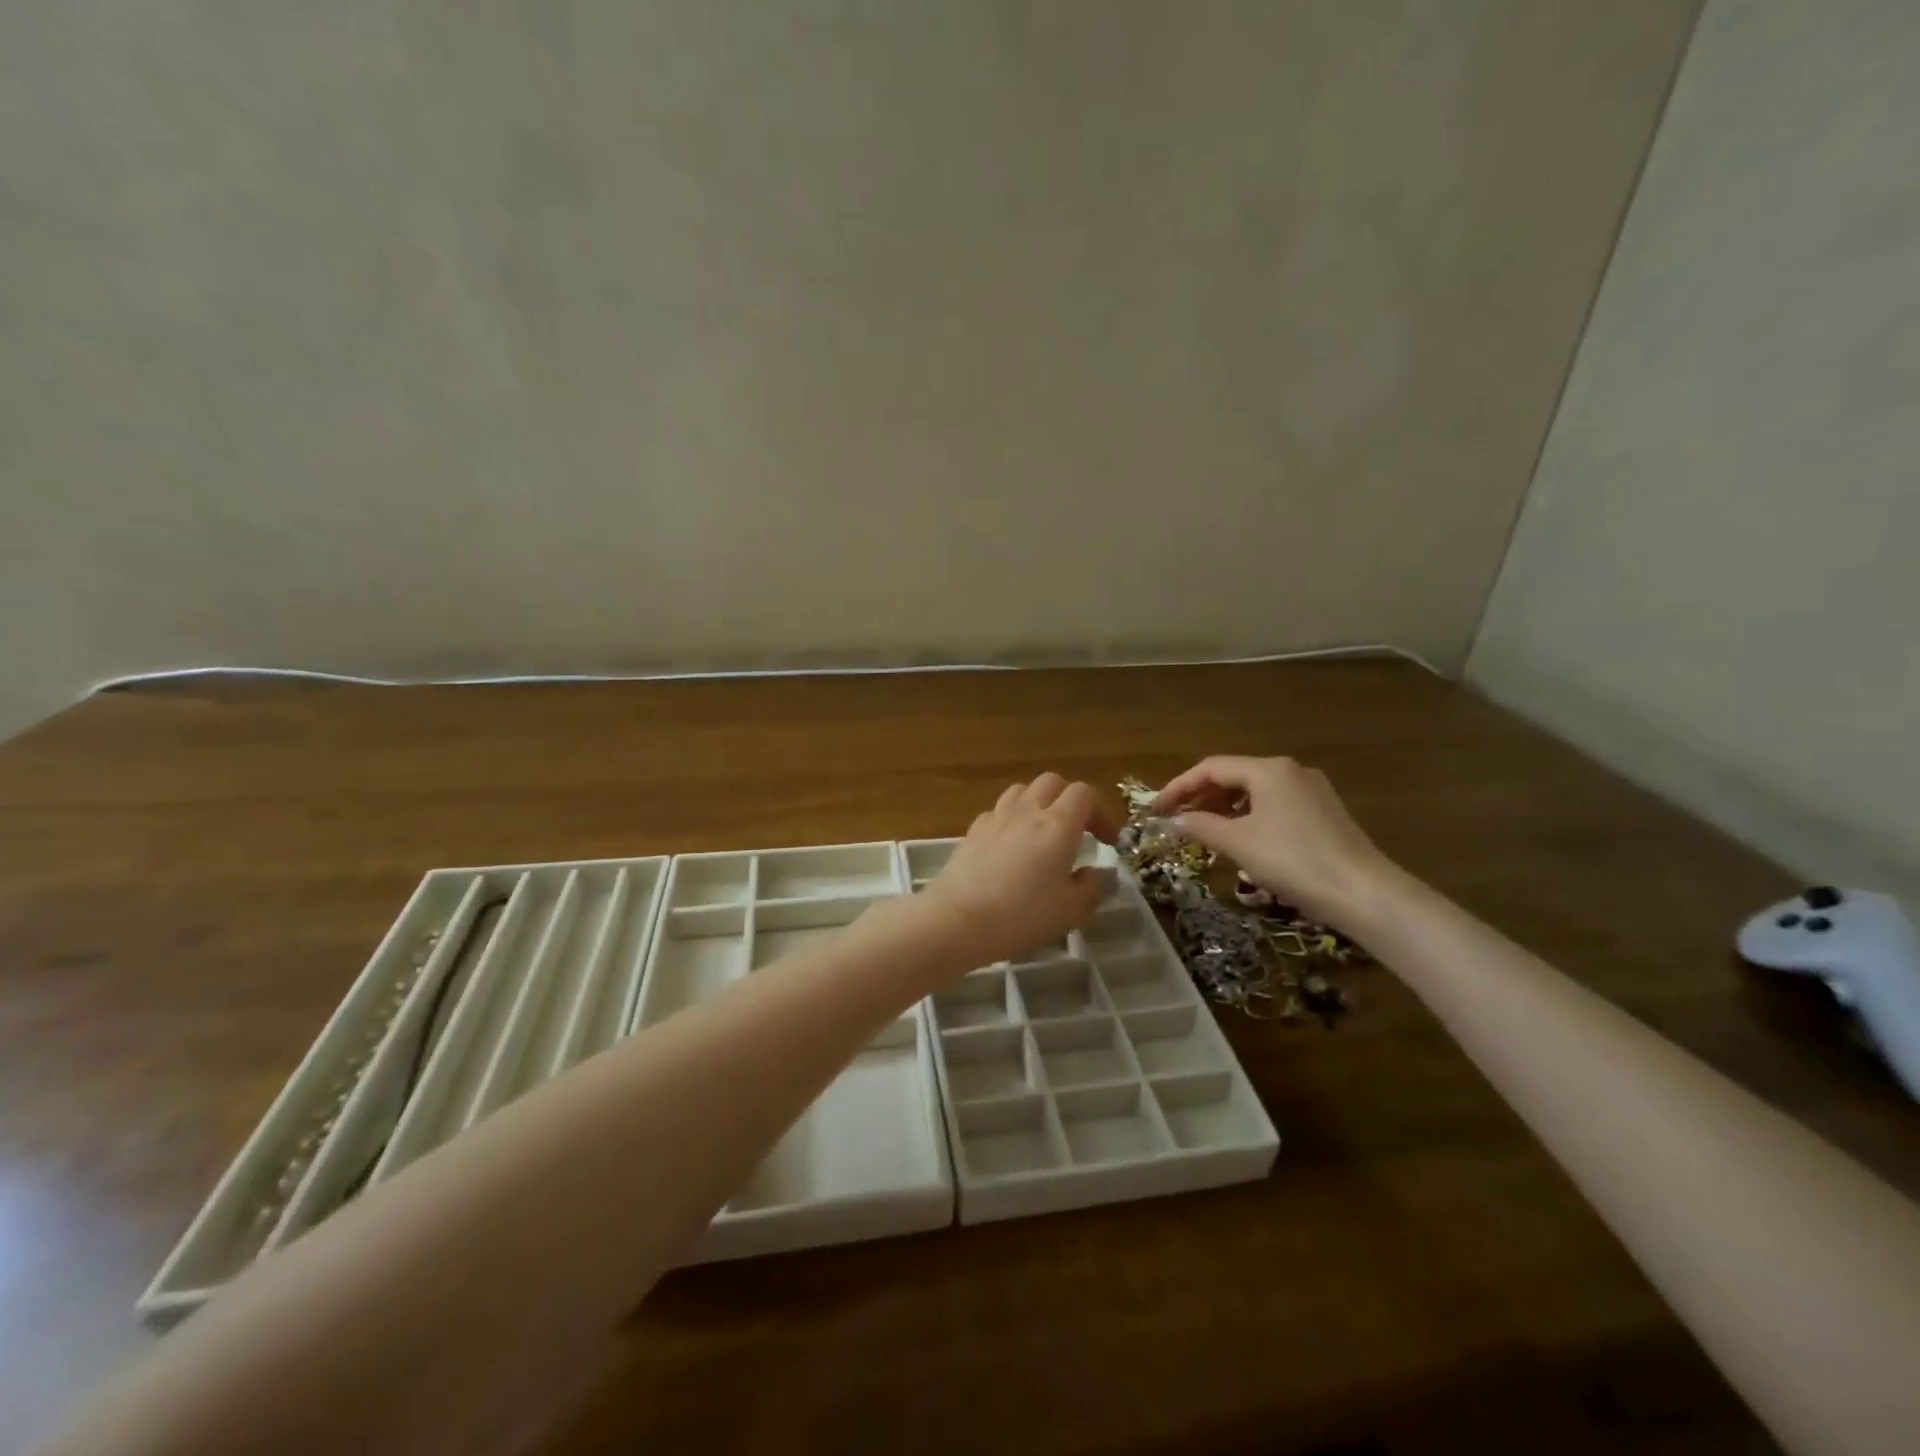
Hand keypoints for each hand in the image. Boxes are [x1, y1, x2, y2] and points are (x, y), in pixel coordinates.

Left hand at [919, 774, 1117, 967]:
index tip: (1107, 841)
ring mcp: (997, 817)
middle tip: (1077, 830)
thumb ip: (1092, 887)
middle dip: (1070, 800)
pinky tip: (1011, 845)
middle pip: (1053, 782)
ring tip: (1043, 832)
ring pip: (1023, 790)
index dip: (1101, 812)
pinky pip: (999, 811)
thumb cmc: (1022, 915)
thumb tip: (1097, 873)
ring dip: (1039, 803)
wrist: (958, 919)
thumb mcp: (1071, 910)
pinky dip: (1012, 819)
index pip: (1084, 793)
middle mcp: (1028, 811)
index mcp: (1058, 825)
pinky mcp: (973, 829)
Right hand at [1153, 755, 1395, 928]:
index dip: (1179, 787)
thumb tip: (1173, 820)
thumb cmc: (1293, 861)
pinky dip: (1249, 817)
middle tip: (1177, 820)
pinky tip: (1242, 841)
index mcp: (1268, 770)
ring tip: (1204, 832)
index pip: (1211, 768)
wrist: (1364, 894)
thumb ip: (1201, 826)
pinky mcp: (1324, 814)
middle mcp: (1291, 771)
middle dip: (1201, 796)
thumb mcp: (1238, 843)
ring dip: (1224, 808)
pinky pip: (1274, 806)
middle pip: (1234, 776)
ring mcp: (1311, 792)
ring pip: (1255, 792)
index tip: (1156, 809)